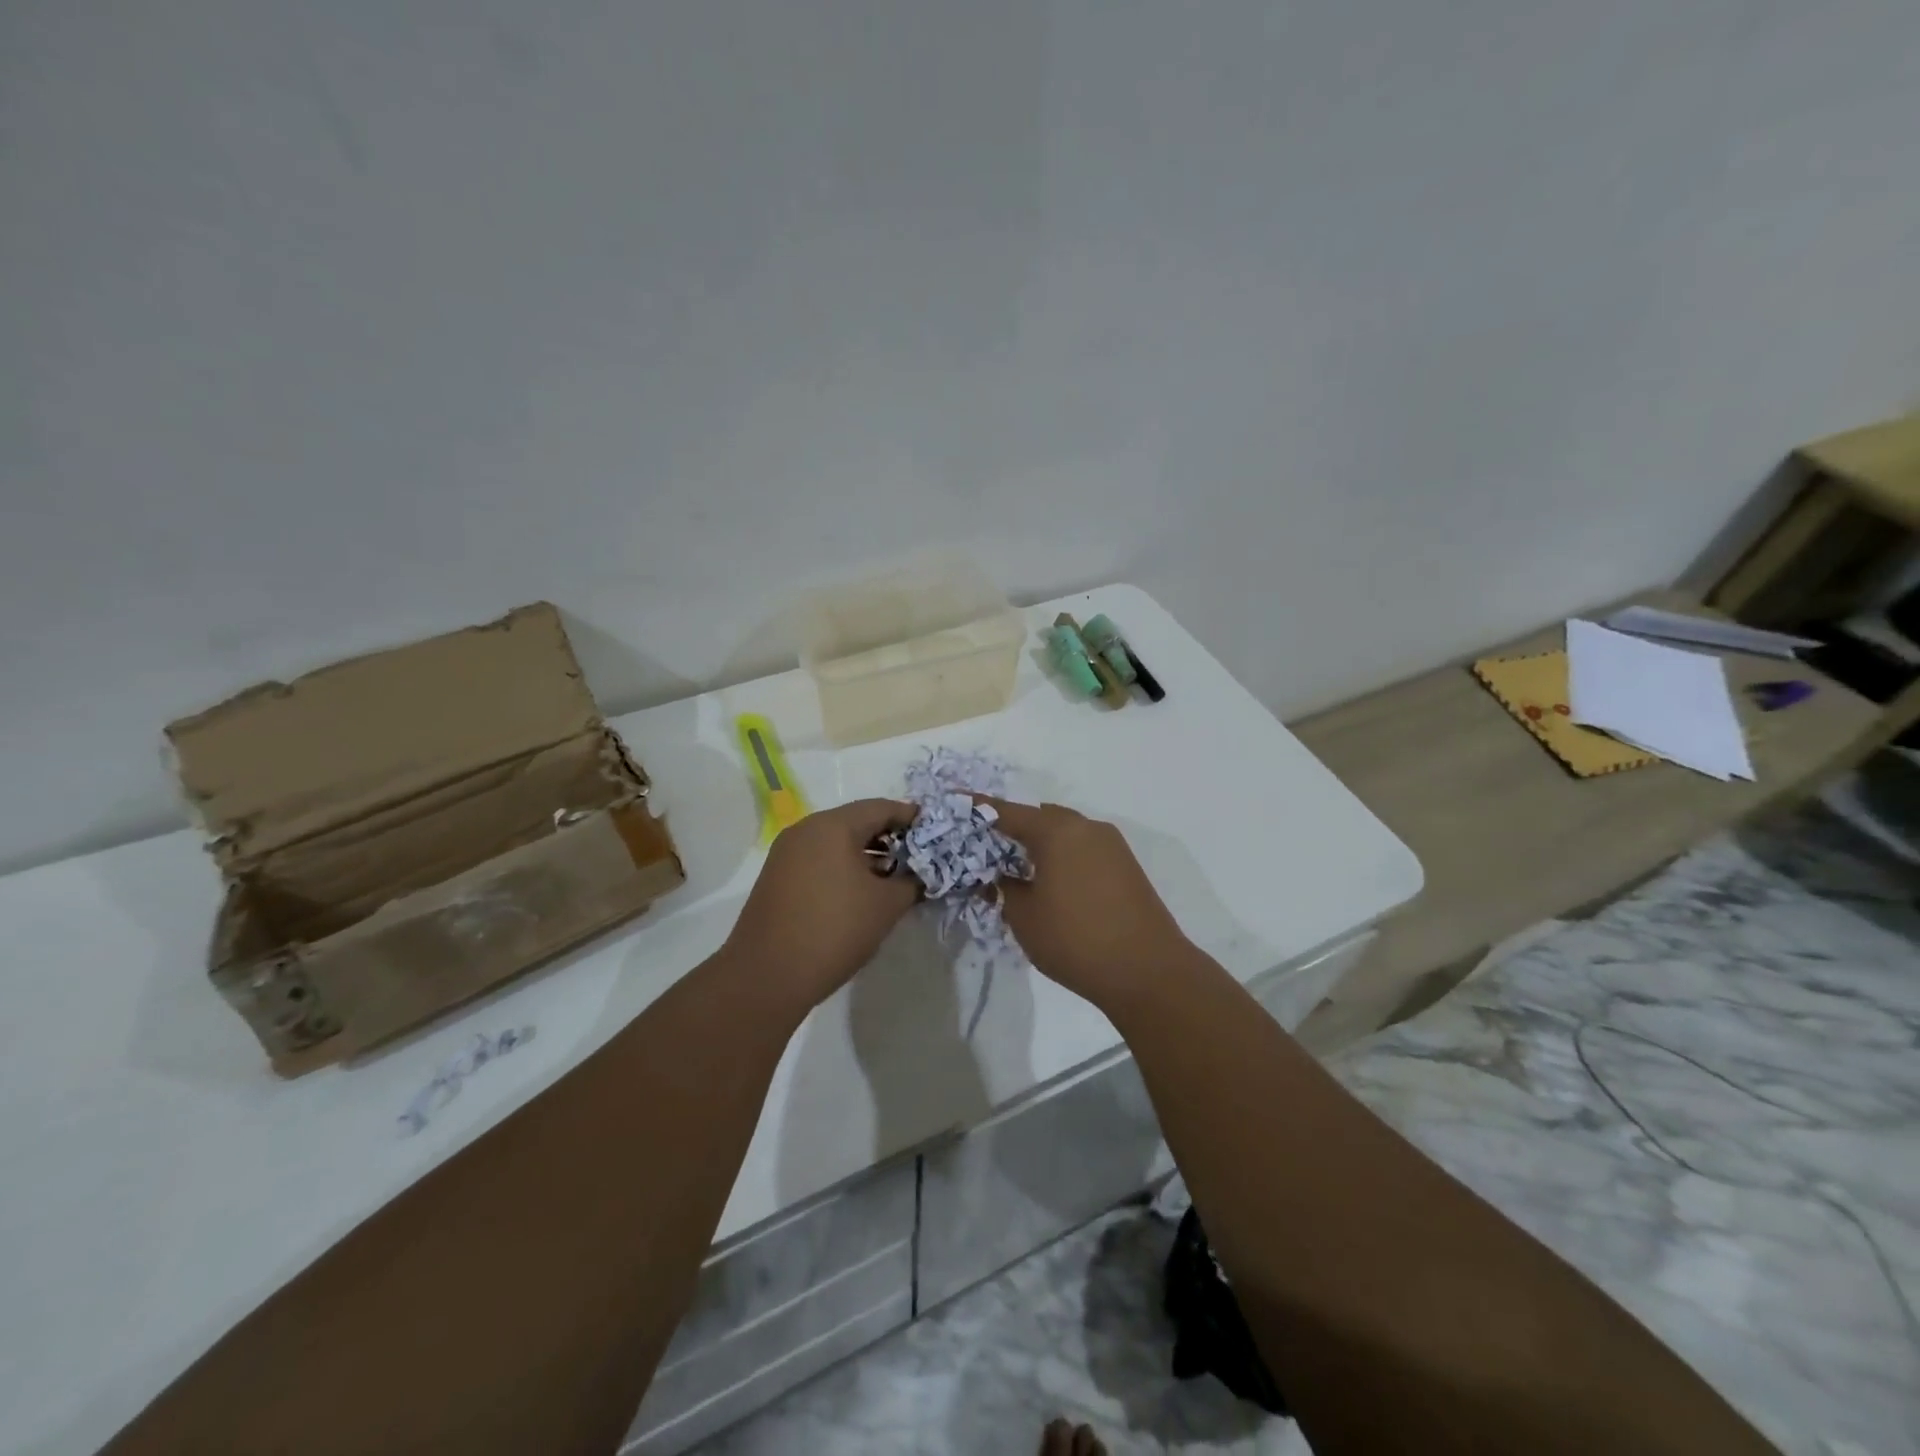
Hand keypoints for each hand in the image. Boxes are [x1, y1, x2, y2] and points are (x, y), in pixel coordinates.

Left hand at [723, 798, 920, 1014]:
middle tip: (917, 857)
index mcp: (833, 826)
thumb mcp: (886, 906)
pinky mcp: (776, 876)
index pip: (881, 808)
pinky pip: (819, 858)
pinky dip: (843, 866)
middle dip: (890, 837)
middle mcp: (806, 829)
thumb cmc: (834, 930)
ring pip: (836, 841)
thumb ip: (912, 882)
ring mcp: (786, 852)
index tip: (935, 832)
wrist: (767, 976)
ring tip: (893, 877)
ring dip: (866, 854)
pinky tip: (860, 891)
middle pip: (857, 821)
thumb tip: (921, 875)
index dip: (911, 818)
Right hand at [980, 799, 1192, 1008]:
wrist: (1147, 970)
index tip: (958, 801)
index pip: (1008, 812)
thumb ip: (1004, 888)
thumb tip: (1000, 875)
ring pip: (1065, 832)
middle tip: (987, 847)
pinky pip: (1084, 849)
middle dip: (1013, 828)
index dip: (980, 809)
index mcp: (1057, 831)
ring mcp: (1111, 845)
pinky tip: (1052, 882)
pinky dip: (1063, 856)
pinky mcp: (1126, 866)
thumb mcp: (1024, 916)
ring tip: (1018, 868)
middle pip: (1040, 817)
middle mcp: (1086, 827)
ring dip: (1041, 844)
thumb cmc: (1075, 939)